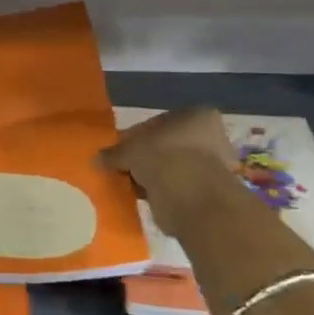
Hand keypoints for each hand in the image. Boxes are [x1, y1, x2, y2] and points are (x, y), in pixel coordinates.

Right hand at [99, 107, 240, 235]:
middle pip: (168, 145)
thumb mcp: (129, 150)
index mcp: (197, 116)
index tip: (120, 151)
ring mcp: (215, 166)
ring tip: (134, 186)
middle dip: (147, 158)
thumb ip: (114, 153)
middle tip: (126, 169)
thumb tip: (98, 159)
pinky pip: (179, 188)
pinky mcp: (211, 194)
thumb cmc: (163, 157)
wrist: (191, 198)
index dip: (135, 137)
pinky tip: (147, 198)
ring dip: (155, 176)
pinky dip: (164, 192)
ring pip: (174, 167)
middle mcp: (212, 137)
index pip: (158, 123)